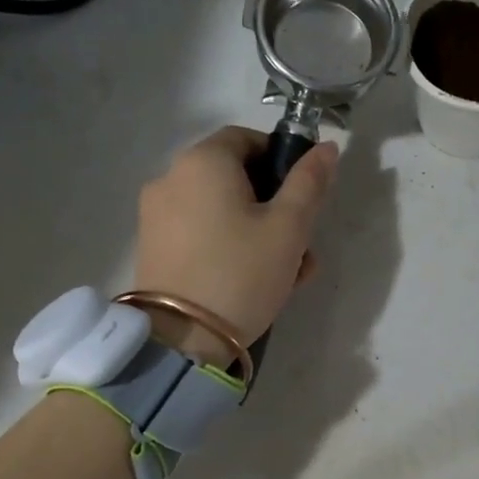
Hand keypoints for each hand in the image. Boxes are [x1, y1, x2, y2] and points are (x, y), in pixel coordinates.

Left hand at [134, 126, 338, 349]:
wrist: (181, 340)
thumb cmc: (242, 272)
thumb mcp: (289, 227)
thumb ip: (309, 182)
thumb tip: (326, 147)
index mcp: (203, 161)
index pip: (247, 138)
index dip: (281, 159)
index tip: (304, 196)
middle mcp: (171, 178)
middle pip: (234, 177)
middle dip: (274, 205)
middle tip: (302, 244)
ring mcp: (156, 214)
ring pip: (220, 209)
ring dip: (257, 231)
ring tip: (287, 274)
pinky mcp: (152, 247)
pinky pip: (199, 233)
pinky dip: (227, 246)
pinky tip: (253, 282)